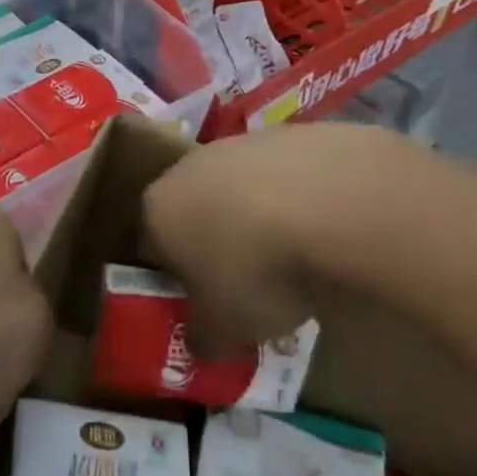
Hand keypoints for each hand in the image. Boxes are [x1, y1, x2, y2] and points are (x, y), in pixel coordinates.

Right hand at [143, 124, 390, 354]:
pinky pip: (276, 177)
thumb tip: (200, 341)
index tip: (203, 307)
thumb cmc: (255, 268)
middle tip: (247, 287)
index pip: (150, 248)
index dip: (174, 282)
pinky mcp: (282, 133)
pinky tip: (317, 227)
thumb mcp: (224, 328)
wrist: (326, 197)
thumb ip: (202, 338)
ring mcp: (234, 144)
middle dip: (213, 246)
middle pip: (192, 212)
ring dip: (252, 220)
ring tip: (290, 258)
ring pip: (233, 191)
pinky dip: (289, 200)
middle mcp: (185, 168)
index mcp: (156, 209)